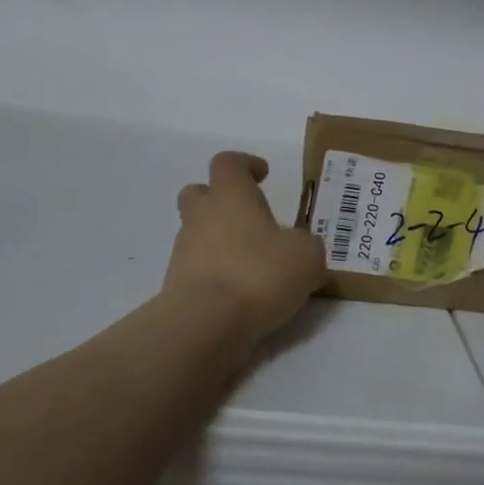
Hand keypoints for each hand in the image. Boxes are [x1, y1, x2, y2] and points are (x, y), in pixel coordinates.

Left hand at [167, 152, 326, 347]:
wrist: (206, 322)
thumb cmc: (259, 273)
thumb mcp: (306, 257)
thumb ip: (307, 246)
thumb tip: (300, 248)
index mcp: (231, 196)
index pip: (228, 162)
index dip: (245, 164)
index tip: (263, 175)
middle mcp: (201, 216)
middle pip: (198, 192)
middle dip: (219, 198)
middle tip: (247, 217)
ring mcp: (183, 250)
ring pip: (197, 232)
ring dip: (219, 240)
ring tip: (251, 264)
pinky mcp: (176, 284)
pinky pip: (197, 268)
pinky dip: (215, 273)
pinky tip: (239, 293)